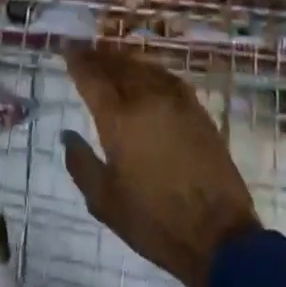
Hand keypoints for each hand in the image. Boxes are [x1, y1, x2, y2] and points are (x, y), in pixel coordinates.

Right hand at [61, 45, 260, 286]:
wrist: (218, 236)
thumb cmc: (153, 221)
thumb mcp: (104, 201)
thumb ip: (80, 164)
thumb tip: (68, 135)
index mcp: (119, 120)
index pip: (93, 79)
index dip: (78, 62)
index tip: (67, 51)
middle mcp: (147, 101)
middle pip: (119, 67)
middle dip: (99, 57)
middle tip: (85, 52)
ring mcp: (177, 104)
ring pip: (145, 69)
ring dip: (124, 60)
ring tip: (111, 59)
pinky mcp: (199, 113)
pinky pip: (169, 79)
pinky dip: (151, 70)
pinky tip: (147, 74)